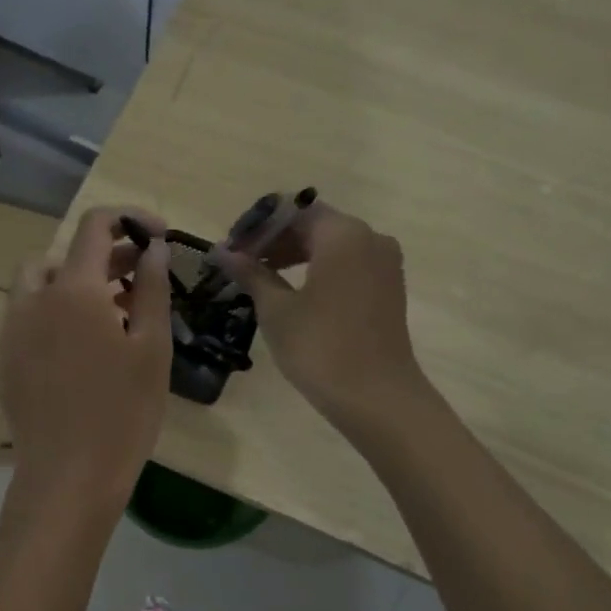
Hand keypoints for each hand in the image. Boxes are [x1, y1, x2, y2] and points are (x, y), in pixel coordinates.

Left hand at [0, 207, 172, 508]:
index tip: (156, 235)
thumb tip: (155, 246)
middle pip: (66, 253)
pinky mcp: (1, 353)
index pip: (96, 225)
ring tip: (106, 308)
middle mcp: (33, 297)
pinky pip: (21, 310)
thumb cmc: (124, 414)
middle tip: (139, 277)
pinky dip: (47, 306)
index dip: (129, 218)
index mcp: (74, 289)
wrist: (69, 476)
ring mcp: (10, 326)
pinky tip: (72, 338)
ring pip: (37, 279)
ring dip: (72, 279)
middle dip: (105, 254)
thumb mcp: (152, 348)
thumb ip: (152, 287)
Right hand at [225, 205, 425, 431]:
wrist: (376, 397)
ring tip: (261, 279)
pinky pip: (348, 263)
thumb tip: (222, 252)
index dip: (257, 228)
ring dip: (295, 255)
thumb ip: (251, 273)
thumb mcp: (277, 309)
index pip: (292, 212)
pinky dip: (319, 269)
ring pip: (332, 244)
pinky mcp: (389, 287)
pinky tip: (294, 292)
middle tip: (240, 265)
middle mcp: (370, 237)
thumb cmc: (320, 348)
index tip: (231, 250)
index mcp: (343, 234)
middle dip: (275, 240)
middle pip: (314, 224)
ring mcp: (384, 263)